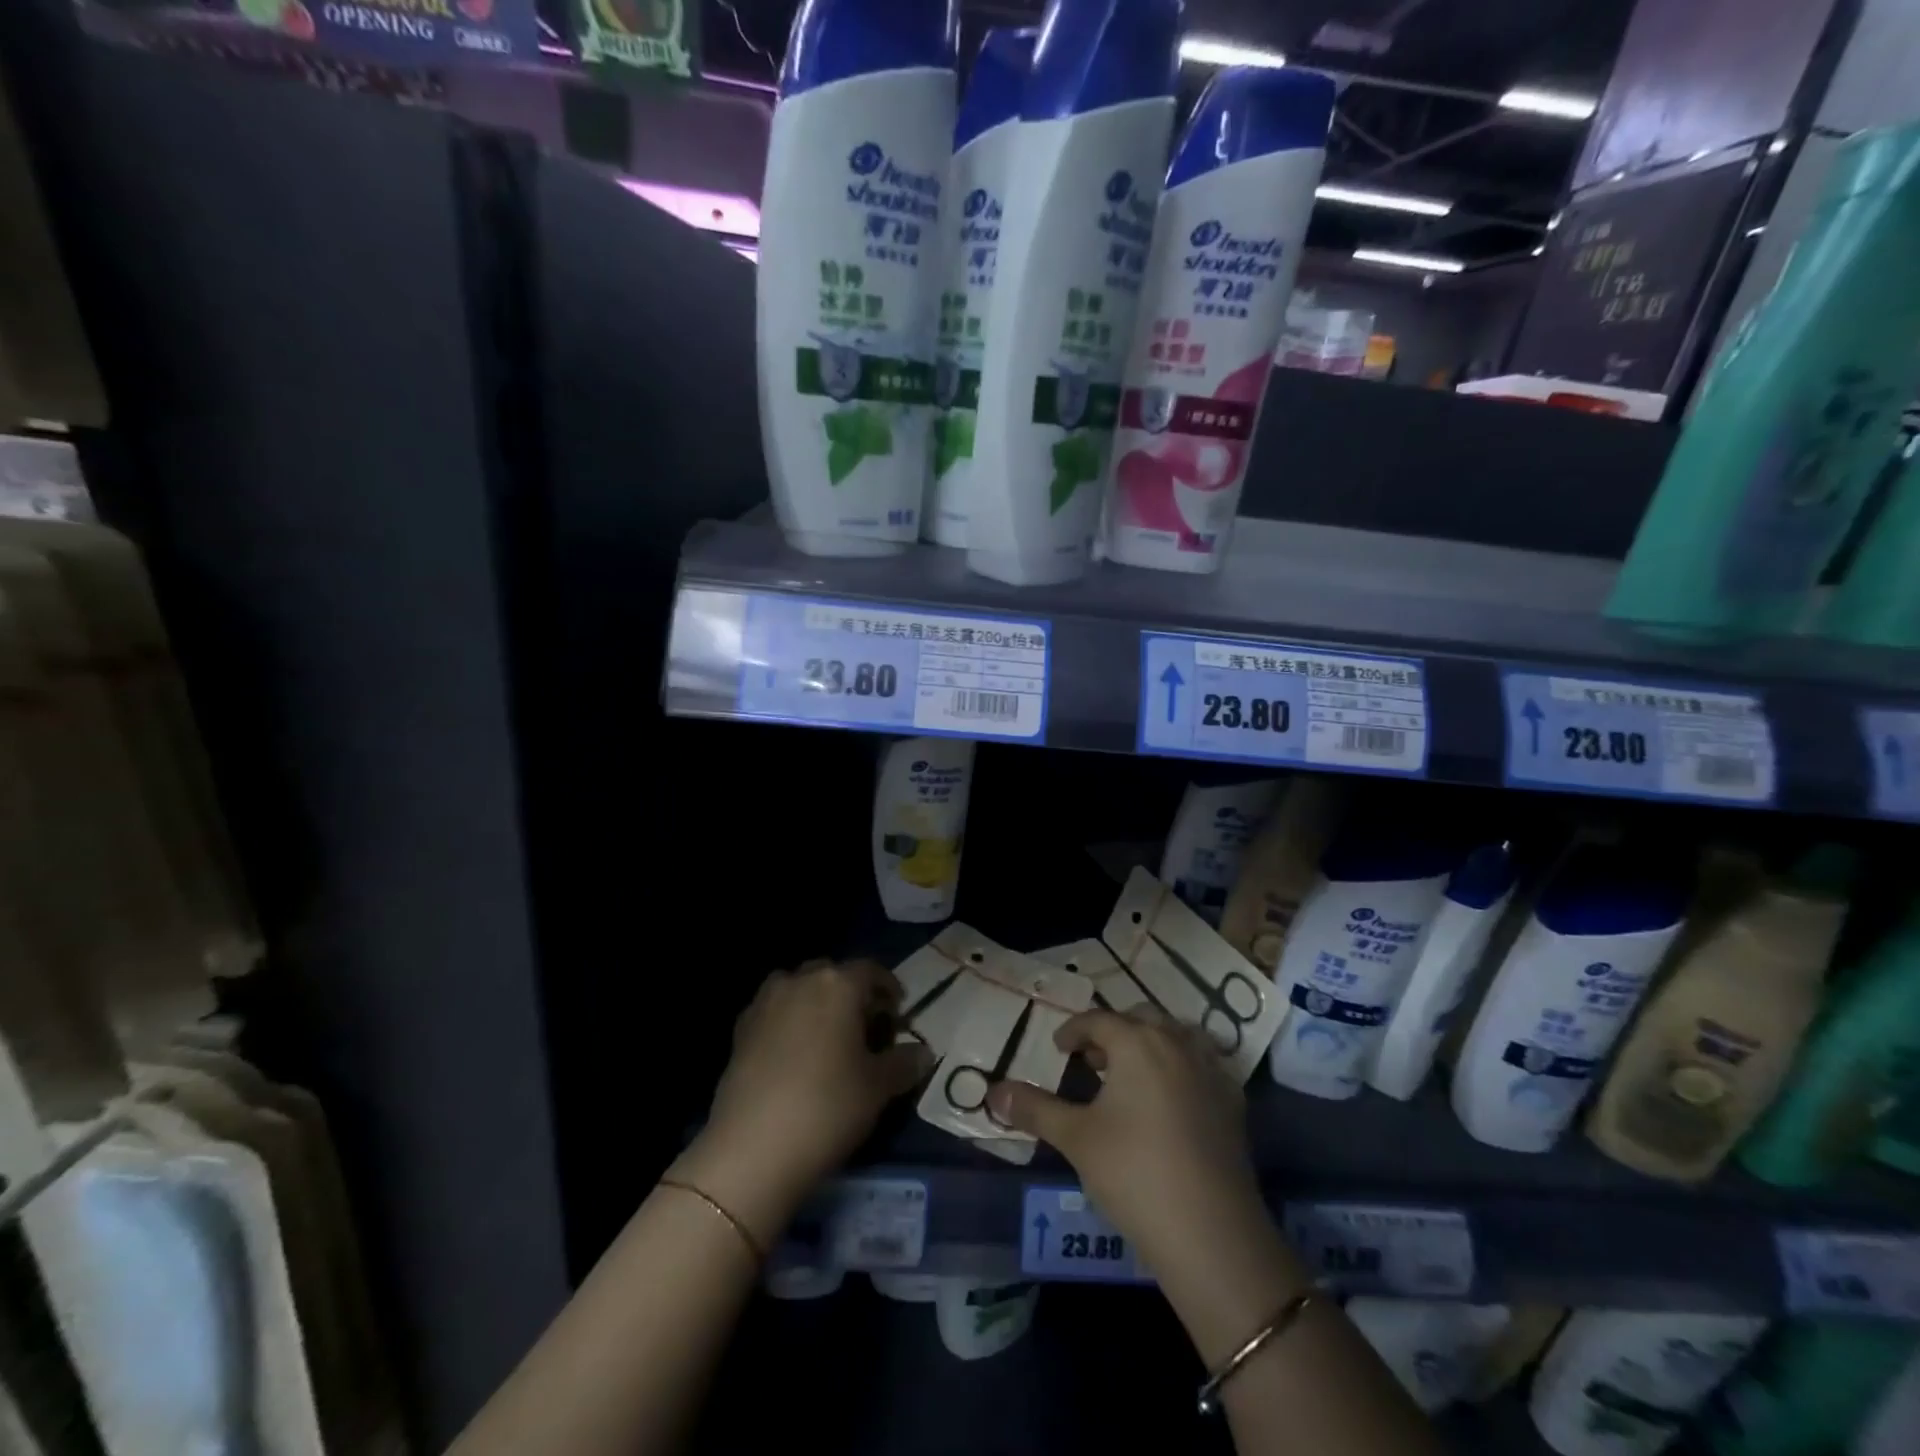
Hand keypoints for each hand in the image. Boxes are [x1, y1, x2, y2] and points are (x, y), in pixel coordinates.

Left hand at [672, 960, 929, 1249]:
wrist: (752, 1149)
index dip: (888, 989)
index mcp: (839, 984)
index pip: (871, 971)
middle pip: (833, 975)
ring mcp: (765, 1002)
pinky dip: (789, 1023)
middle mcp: (800, 981)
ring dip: (816, 1004)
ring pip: (799, 989)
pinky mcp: (740, 1029)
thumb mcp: (879, 1087)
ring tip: (828, 1040)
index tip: (897, 1013)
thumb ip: (904, 1063)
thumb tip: (924, 1053)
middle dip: (851, 995)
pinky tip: (795, 1057)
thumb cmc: (828, 1107)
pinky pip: (774, 1012)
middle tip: (865, 1028)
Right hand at [987, 1009, 1304, 1361]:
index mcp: (1138, 1042)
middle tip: (1092, 1058)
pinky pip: (1203, 1064)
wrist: (1211, 1232)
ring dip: (1151, 1043)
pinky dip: (1181, 1066)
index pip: (1099, 1020)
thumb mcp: (1076, 1139)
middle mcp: (1177, 1043)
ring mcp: (1211, 1071)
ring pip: (1176, 1035)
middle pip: (1141, 1018)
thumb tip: (994, 1091)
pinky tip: (1170, 1099)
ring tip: (1130, 1074)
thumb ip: (1035, 1109)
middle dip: (1114, 1031)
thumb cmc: (1134, 1174)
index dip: (1074, 1030)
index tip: (1059, 1047)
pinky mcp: (1233, 1102)